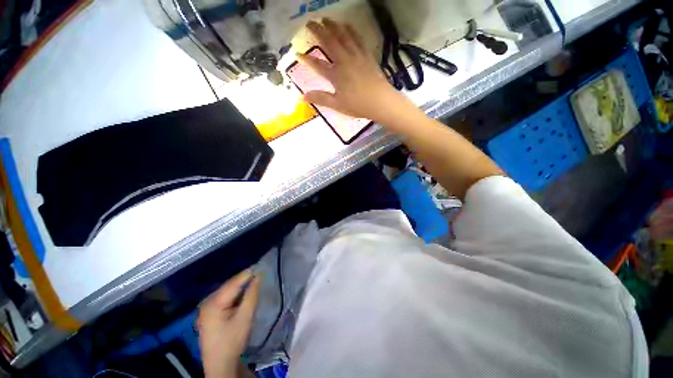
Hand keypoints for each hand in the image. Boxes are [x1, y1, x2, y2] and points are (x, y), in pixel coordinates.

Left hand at [198, 270, 259, 377]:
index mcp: (213, 303)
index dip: (248, 274)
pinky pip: (224, 297)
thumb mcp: (245, 317)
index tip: (261, 266)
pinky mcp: (209, 313)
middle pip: (229, 285)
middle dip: (244, 279)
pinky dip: (235, 294)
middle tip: (259, 273)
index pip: (234, 283)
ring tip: (254, 280)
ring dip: (240, 286)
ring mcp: (206, 308)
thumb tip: (258, 276)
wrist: (219, 364)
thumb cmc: (232, 341)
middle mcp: (207, 302)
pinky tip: (243, 293)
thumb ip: (251, 295)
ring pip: (227, 291)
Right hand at [299, 19, 413, 123]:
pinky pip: (358, 39)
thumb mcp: (337, 105)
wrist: (380, 101)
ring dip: (333, 26)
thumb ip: (320, 98)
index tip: (297, 53)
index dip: (307, 59)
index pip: (318, 65)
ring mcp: (357, 56)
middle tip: (310, 22)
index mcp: (336, 75)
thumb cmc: (358, 105)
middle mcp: (344, 61)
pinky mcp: (367, 56)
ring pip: (343, 37)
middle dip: (318, 31)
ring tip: (326, 19)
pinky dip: (351, 31)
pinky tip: (348, 25)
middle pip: (329, 43)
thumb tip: (302, 97)